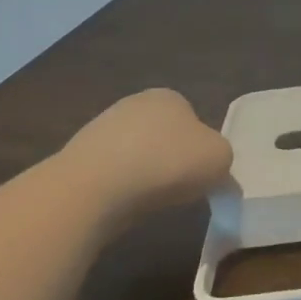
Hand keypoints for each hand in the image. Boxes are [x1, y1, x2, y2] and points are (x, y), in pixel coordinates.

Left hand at [61, 88, 233, 213]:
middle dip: (171, 158)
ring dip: (145, 174)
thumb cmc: (167, 163)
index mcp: (170, 96)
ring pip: (136, 154)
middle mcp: (134, 103)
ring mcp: (101, 128)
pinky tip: (123, 203)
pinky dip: (120, 187)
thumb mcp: (220, 159)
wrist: (95, 187)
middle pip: (163, 135)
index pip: (193, 118)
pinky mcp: (78, 157)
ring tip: (150, 200)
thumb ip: (223, 159)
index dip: (201, 147)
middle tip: (180, 188)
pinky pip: (111, 173)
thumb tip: (215, 170)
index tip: (201, 173)